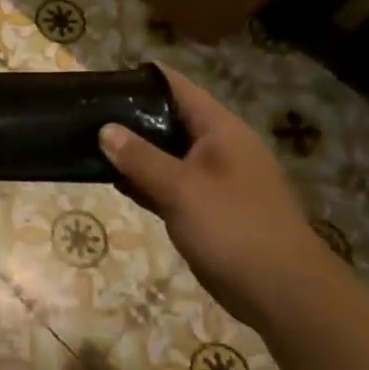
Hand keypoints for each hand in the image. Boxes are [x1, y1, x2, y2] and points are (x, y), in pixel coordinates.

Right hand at [99, 64, 332, 325]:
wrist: (281, 291)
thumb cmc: (234, 228)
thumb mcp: (182, 189)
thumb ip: (141, 158)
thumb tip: (105, 129)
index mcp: (221, 130)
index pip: (178, 88)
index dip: (143, 79)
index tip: (104, 78)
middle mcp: (219, 148)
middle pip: (170, 119)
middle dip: (132, 116)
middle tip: (87, 112)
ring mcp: (214, 180)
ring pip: (167, 154)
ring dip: (135, 151)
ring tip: (90, 142)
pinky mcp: (207, 209)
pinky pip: (169, 184)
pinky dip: (145, 181)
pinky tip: (115, 181)